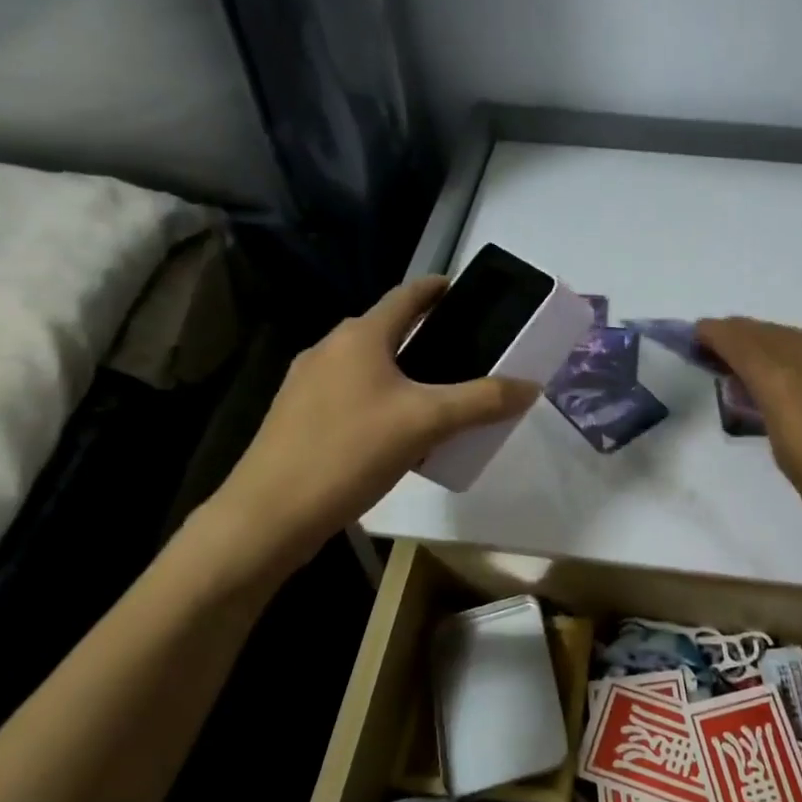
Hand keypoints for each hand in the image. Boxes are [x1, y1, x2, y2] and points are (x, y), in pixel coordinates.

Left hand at [205, 277, 537, 580]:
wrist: (270, 512)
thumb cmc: (351, 451)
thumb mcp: (427, 423)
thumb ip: (482, 401)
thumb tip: (531, 386)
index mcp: (360, 336)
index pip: (407, 295)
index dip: (437, 288)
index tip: (463, 290)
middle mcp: (329, 348)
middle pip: (386, 331)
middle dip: (424, 337)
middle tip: (463, 355)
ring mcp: (305, 383)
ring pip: (367, 367)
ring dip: (401, 373)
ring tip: (436, 398)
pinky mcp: (296, 416)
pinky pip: (349, 395)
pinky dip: (378, 401)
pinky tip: (395, 435)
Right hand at [697, 317, 801, 581]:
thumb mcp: (788, 456)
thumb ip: (767, 412)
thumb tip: (756, 390)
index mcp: (790, 382)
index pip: (745, 344)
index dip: (718, 335)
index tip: (698, 333)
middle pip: (770, 333)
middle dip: (740, 333)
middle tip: (717, 341)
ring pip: (798, 339)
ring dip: (769, 339)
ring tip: (749, 352)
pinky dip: (797, 352)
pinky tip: (793, 370)